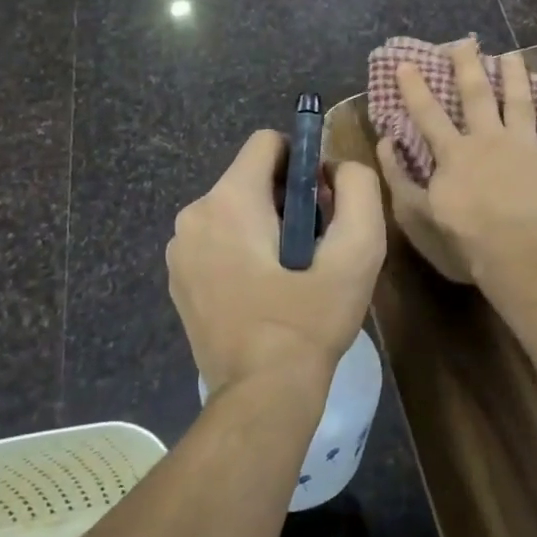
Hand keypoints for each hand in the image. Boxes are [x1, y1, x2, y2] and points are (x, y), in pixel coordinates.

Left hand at [168, 130, 385, 398]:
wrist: (262, 394)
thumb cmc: (310, 320)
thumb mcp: (357, 252)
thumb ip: (359, 191)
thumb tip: (339, 167)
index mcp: (230, 200)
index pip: (266, 142)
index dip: (302, 161)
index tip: (320, 201)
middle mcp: (194, 214)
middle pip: (251, 177)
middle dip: (286, 198)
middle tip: (312, 245)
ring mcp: (179, 249)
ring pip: (233, 208)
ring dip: (264, 225)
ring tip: (289, 273)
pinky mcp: (177, 278)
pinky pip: (216, 238)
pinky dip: (241, 249)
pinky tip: (263, 290)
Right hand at [377, 41, 536, 286]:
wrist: (524, 257)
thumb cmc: (466, 242)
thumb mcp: (418, 216)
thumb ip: (400, 178)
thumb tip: (386, 143)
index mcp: (454, 154)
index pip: (429, 114)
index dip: (415, 88)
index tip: (406, 63)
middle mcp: (489, 140)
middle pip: (477, 96)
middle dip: (468, 67)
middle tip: (464, 42)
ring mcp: (527, 148)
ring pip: (521, 103)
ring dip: (516, 77)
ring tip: (512, 55)